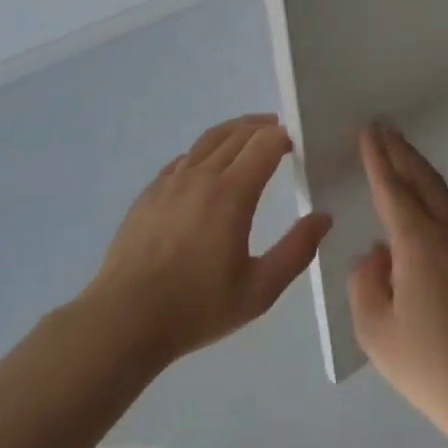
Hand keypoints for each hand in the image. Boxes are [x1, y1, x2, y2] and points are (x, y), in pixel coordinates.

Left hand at [86, 115, 331, 367]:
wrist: (124, 320)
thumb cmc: (197, 307)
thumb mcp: (259, 290)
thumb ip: (296, 251)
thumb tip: (323, 217)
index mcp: (231, 194)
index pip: (264, 144)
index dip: (283, 137)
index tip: (297, 142)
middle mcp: (200, 176)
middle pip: (237, 134)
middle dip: (262, 128)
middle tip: (279, 132)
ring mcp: (170, 182)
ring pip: (207, 141)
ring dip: (233, 131)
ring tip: (248, 134)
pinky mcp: (148, 194)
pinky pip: (182, 160)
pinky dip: (203, 152)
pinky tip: (206, 166)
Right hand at [347, 125, 447, 447]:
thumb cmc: (434, 369)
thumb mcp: (377, 333)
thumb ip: (366, 283)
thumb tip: (378, 255)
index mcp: (420, 244)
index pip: (393, 189)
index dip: (378, 158)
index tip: (369, 130)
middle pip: (426, 182)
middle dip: (403, 153)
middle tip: (386, 131)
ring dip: (426, 193)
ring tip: (406, 189)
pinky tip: (441, 260)